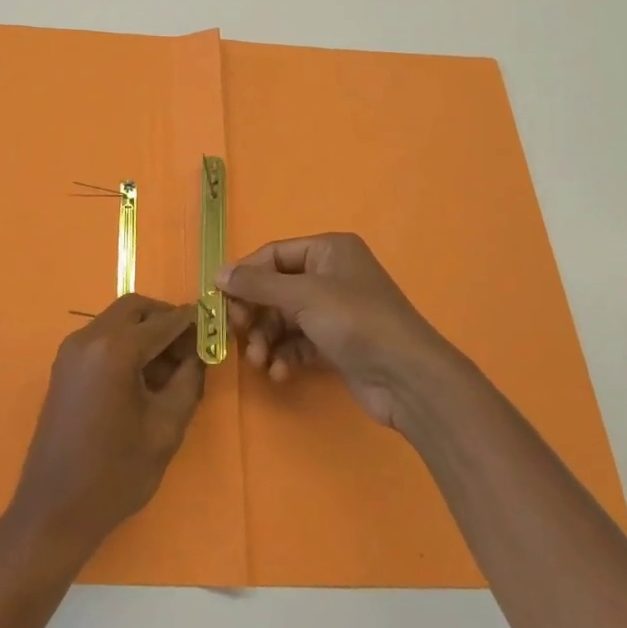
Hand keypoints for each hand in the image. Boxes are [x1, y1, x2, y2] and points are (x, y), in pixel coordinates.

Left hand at [7, 295, 204, 559]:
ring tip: (172, 366)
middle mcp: (88, 339)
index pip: (161, 322)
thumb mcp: (165, 428)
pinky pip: (101, 339)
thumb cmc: (116, 473)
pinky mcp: (64, 367)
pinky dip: (125, 345)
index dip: (190, 321)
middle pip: (133, 309)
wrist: (55, 509)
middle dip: (164, 319)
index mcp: (114, 350)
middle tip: (191, 345)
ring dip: (144, 332)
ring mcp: (71, 351)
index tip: (213, 322)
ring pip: (116, 321)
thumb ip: (187, 381)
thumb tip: (198, 354)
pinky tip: (144, 376)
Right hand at [220, 233, 454, 428]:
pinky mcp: (335, 343)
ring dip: (265, 339)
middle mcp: (330, 275)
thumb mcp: (303, 296)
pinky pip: (297, 342)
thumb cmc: (355, 322)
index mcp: (328, 250)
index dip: (245, 276)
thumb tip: (218, 274)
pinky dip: (284, 355)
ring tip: (258, 361)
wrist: (408, 378)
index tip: (220, 300)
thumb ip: (257, 284)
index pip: (273, 254)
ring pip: (283, 318)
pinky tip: (279, 373)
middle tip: (237, 334)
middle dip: (255, 314)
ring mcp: (334, 310)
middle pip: (275, 288)